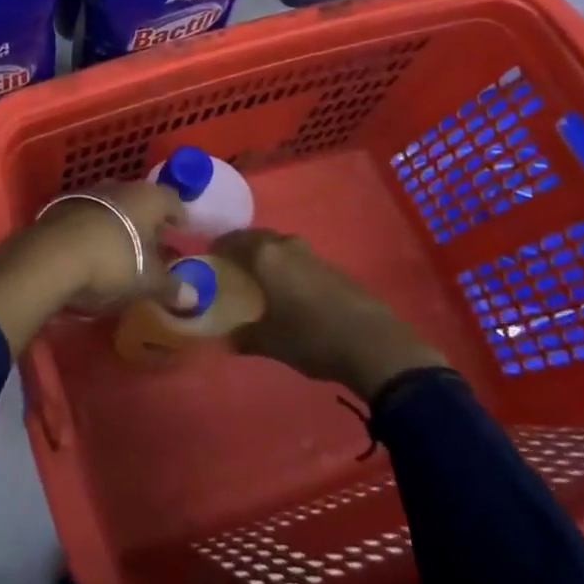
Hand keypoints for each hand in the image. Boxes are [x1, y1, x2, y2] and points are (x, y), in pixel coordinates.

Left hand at [0, 180, 193, 353]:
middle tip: (156, 245)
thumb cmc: (113, 262)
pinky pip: (89, 215)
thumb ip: (171, 286)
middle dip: (148, 221)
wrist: (51, 256)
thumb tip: (195, 298)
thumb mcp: (147, 281)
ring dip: (120, 224)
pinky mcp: (61, 206)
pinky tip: (94, 251)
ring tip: (124, 250)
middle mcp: (119, 187)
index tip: (182, 233)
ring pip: (113, 206)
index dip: (179, 217)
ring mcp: (88, 193)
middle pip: (141, 201)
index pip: (172, 200)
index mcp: (147, 197)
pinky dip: (96, 229)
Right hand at [210, 229, 446, 401]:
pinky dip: (290, 269)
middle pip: (257, 238)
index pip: (232, 240)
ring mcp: (313, 255)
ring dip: (269, 258)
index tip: (210, 260)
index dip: (218, 249)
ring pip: (281, 247)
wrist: (373, 344)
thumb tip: (226, 338)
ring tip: (262, 280)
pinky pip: (301, 260)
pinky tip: (292, 292)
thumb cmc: (310, 337)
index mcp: (264, 256)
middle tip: (234, 268)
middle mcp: (286, 246)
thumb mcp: (269, 342)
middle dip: (243, 249)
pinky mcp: (334, 268)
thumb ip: (243, 336)